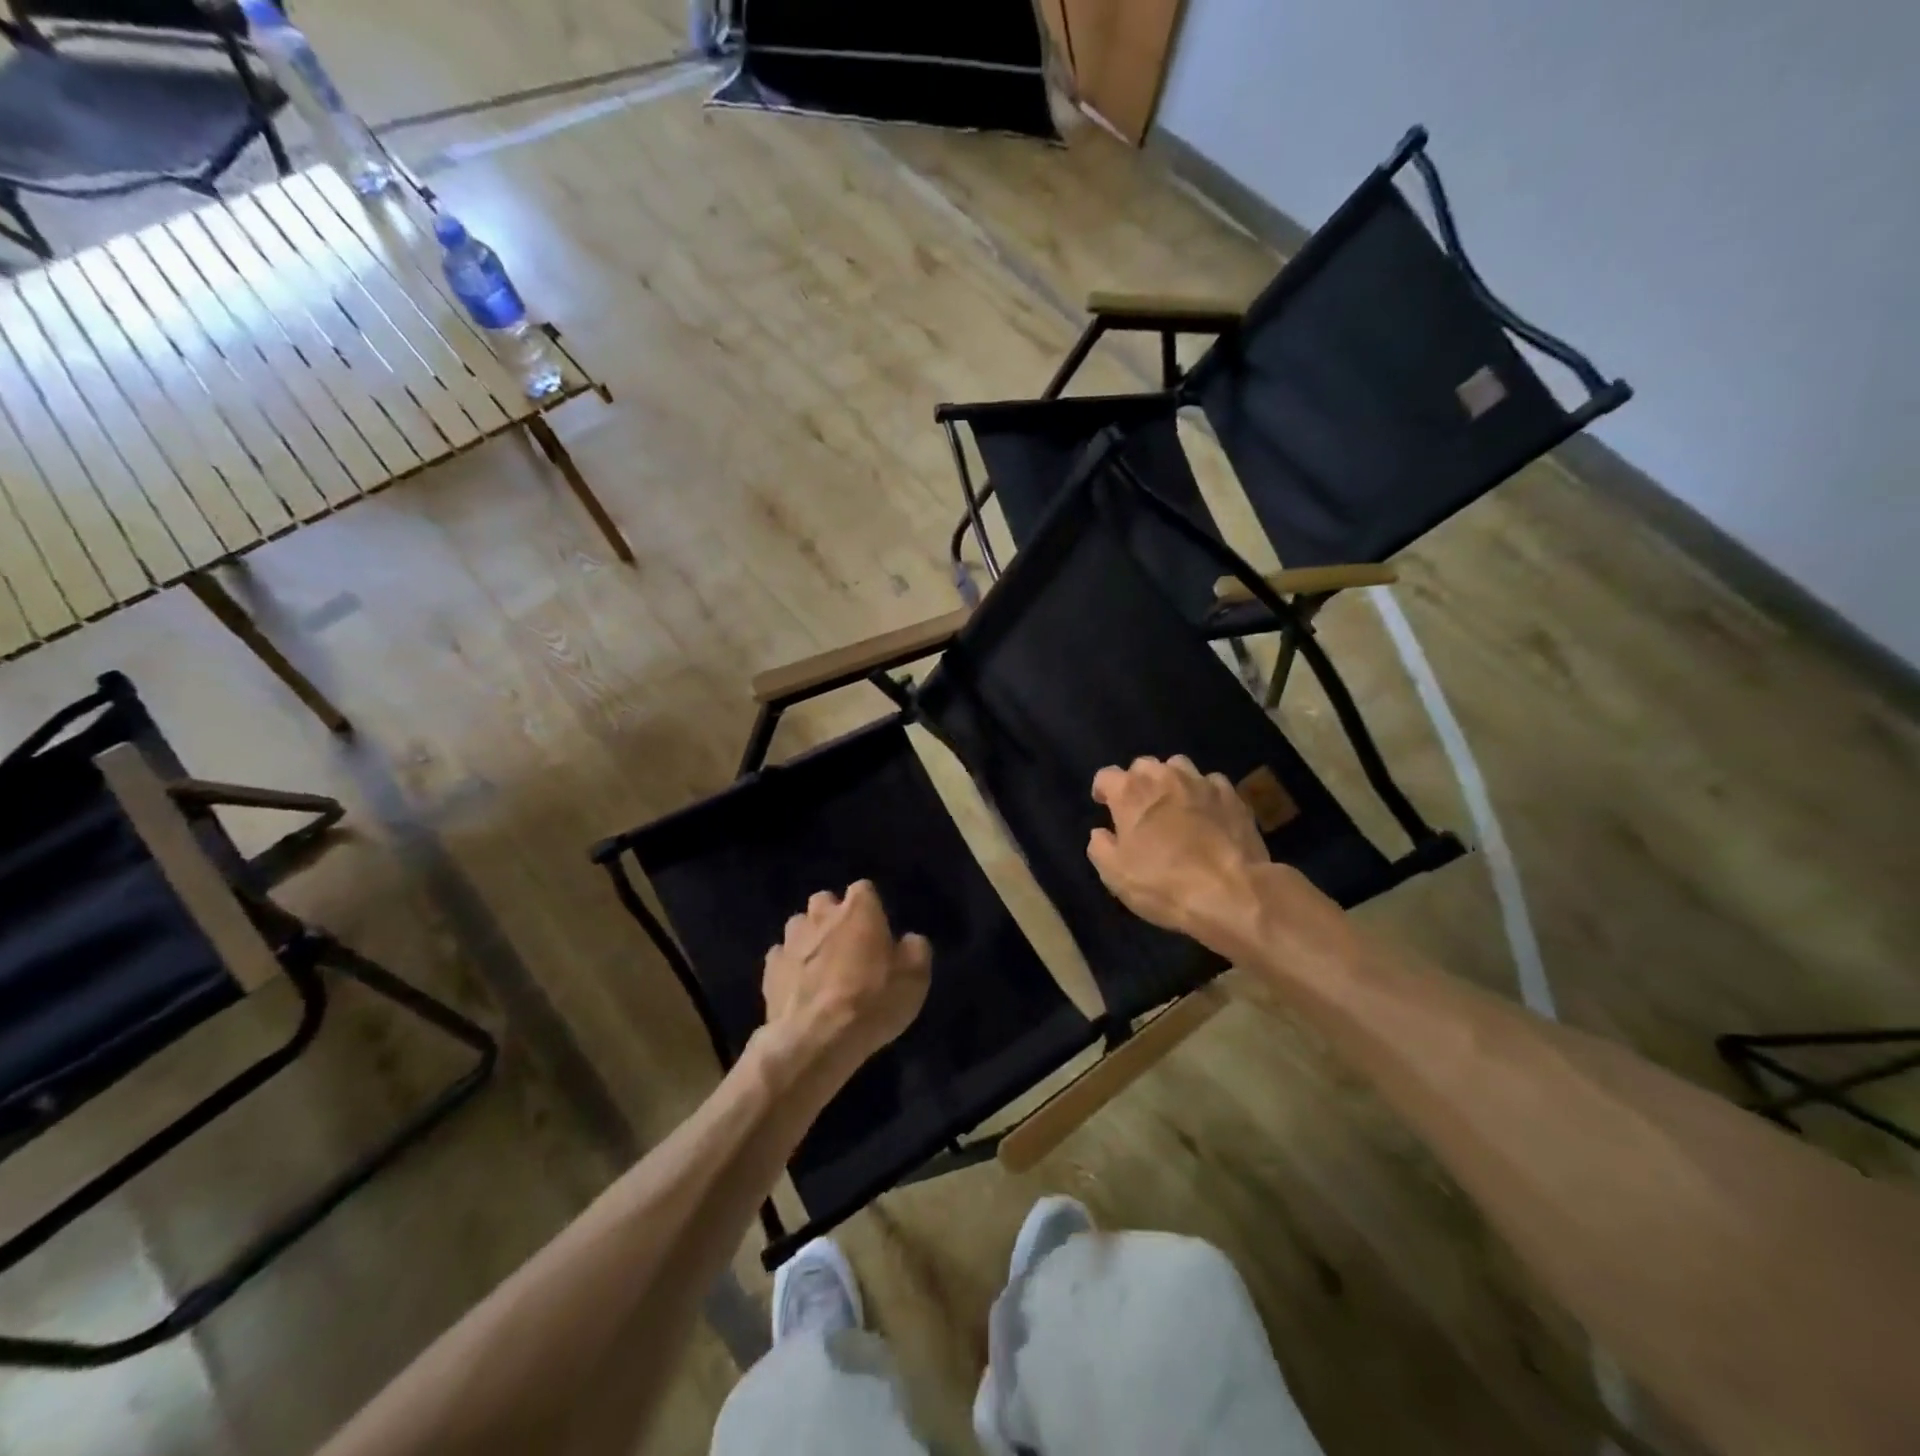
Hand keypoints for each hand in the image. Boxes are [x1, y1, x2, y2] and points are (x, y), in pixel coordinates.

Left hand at [758, 881, 930, 1088]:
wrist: (816, 1040)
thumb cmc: (873, 1001)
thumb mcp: (916, 977)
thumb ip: (915, 949)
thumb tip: (908, 941)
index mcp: (858, 910)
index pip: (863, 889)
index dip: (870, 906)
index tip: (877, 928)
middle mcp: (821, 916)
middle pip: (824, 901)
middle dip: (833, 915)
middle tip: (848, 943)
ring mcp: (791, 941)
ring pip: (798, 926)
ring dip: (809, 938)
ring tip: (820, 965)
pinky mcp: (769, 970)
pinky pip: (780, 957)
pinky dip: (789, 967)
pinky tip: (799, 987)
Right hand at [1087, 755, 1274, 954]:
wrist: (1231, 893)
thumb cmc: (1163, 883)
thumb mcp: (1115, 874)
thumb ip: (1100, 847)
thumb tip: (1101, 832)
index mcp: (1130, 792)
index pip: (1106, 776)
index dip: (1102, 790)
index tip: (1104, 805)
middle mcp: (1164, 777)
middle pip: (1143, 765)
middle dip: (1138, 781)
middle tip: (1140, 808)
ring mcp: (1202, 783)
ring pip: (1179, 767)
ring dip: (1171, 781)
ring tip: (1174, 804)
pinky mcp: (1233, 796)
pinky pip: (1212, 783)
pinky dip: (1204, 793)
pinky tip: (1207, 813)